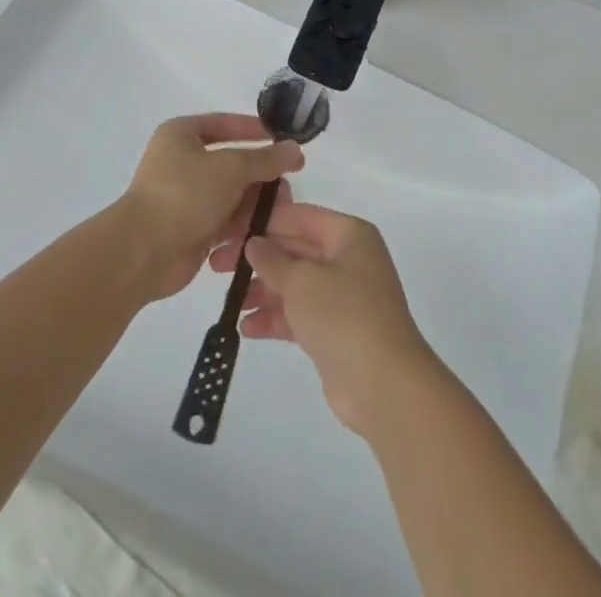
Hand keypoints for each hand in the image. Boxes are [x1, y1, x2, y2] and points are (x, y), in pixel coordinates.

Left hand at [118, 113, 302, 300]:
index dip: (254, 130)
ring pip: (232, 195)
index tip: (282, 140)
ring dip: (254, 205)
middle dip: (261, 177)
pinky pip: (224, 222)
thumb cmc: (184, 194)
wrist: (143, 252)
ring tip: (279, 215)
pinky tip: (259, 235)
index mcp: (182, 135)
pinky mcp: (191, 229)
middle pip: (233, 164)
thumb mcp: (231, 167)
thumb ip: (266, 159)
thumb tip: (295, 149)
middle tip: (287, 188)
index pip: (225, 124)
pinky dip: (241, 227)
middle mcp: (182, 162)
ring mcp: (186, 197)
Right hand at [210, 200, 442, 436]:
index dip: (264, 222)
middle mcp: (349, 258)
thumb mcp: (301, 280)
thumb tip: (255, 243)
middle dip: (259, 259)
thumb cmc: (343, 315)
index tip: (229, 231)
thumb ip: (273, 260)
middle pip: (296, 249)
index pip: (300, 216)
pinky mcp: (337, 330)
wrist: (383, 384)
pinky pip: (301, 314)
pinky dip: (276, 318)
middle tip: (217, 267)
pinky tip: (246, 328)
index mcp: (349, 234)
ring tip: (231, 303)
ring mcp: (344, 296)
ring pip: (296, 284)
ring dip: (264, 291)